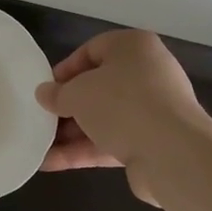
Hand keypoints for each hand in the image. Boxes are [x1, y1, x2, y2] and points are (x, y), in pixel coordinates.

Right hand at [36, 30, 211, 204]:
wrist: (172, 153)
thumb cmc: (121, 104)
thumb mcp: (77, 93)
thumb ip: (57, 94)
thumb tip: (44, 94)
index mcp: (133, 47)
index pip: (92, 50)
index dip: (64, 70)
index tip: (45, 90)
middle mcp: (147, 74)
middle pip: (98, 87)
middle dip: (67, 106)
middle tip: (41, 118)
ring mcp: (152, 111)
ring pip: (103, 118)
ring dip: (71, 133)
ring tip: (39, 145)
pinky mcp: (152, 142)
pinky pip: (111, 142)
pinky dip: (83, 151)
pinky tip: (50, 163)